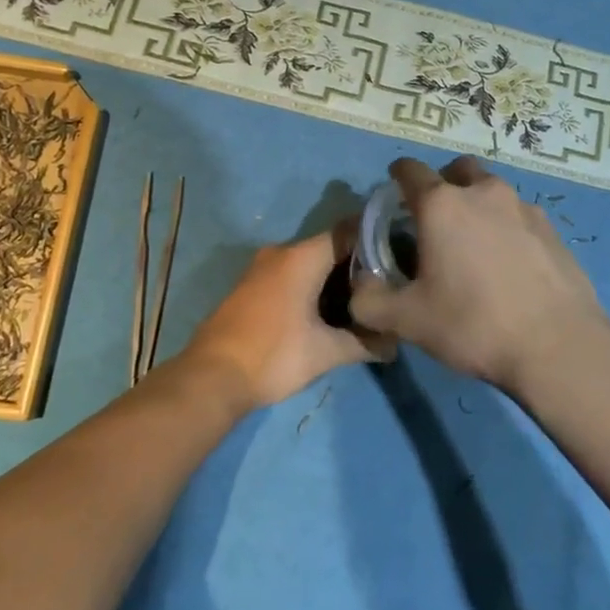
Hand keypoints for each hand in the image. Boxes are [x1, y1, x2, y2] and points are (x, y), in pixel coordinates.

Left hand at [181, 227, 394, 411]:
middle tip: (385, 284)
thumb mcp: (325, 353)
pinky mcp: (251, 285)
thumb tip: (395, 346)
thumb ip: (364, 344)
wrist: (211, 377)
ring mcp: (262, 268)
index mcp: (301, 257)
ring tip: (362, 299)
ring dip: (333, 277)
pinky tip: (327, 310)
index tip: (399, 255)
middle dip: (357, 263)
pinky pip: (291, 273)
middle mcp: (281, 252)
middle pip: (329, 247)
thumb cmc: (273, 356)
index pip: (348, 232)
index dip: (375, 240)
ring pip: (309, 261)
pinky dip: (312, 284)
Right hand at [348, 157, 609, 394]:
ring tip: (473, 245)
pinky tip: (507, 264)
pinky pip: (519, 214)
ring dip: (477, 205)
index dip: (397, 178)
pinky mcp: (552, 228)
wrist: (558, 346)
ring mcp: (523, 207)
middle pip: (457, 170)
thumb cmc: (473, 324)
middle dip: (442, 184)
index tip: (393, 196)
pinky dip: (506, 226)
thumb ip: (369, 301)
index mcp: (442, 205)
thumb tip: (359, 287)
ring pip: (491, 190)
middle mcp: (483, 192)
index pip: (410, 170)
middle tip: (435, 220)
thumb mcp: (407, 321)